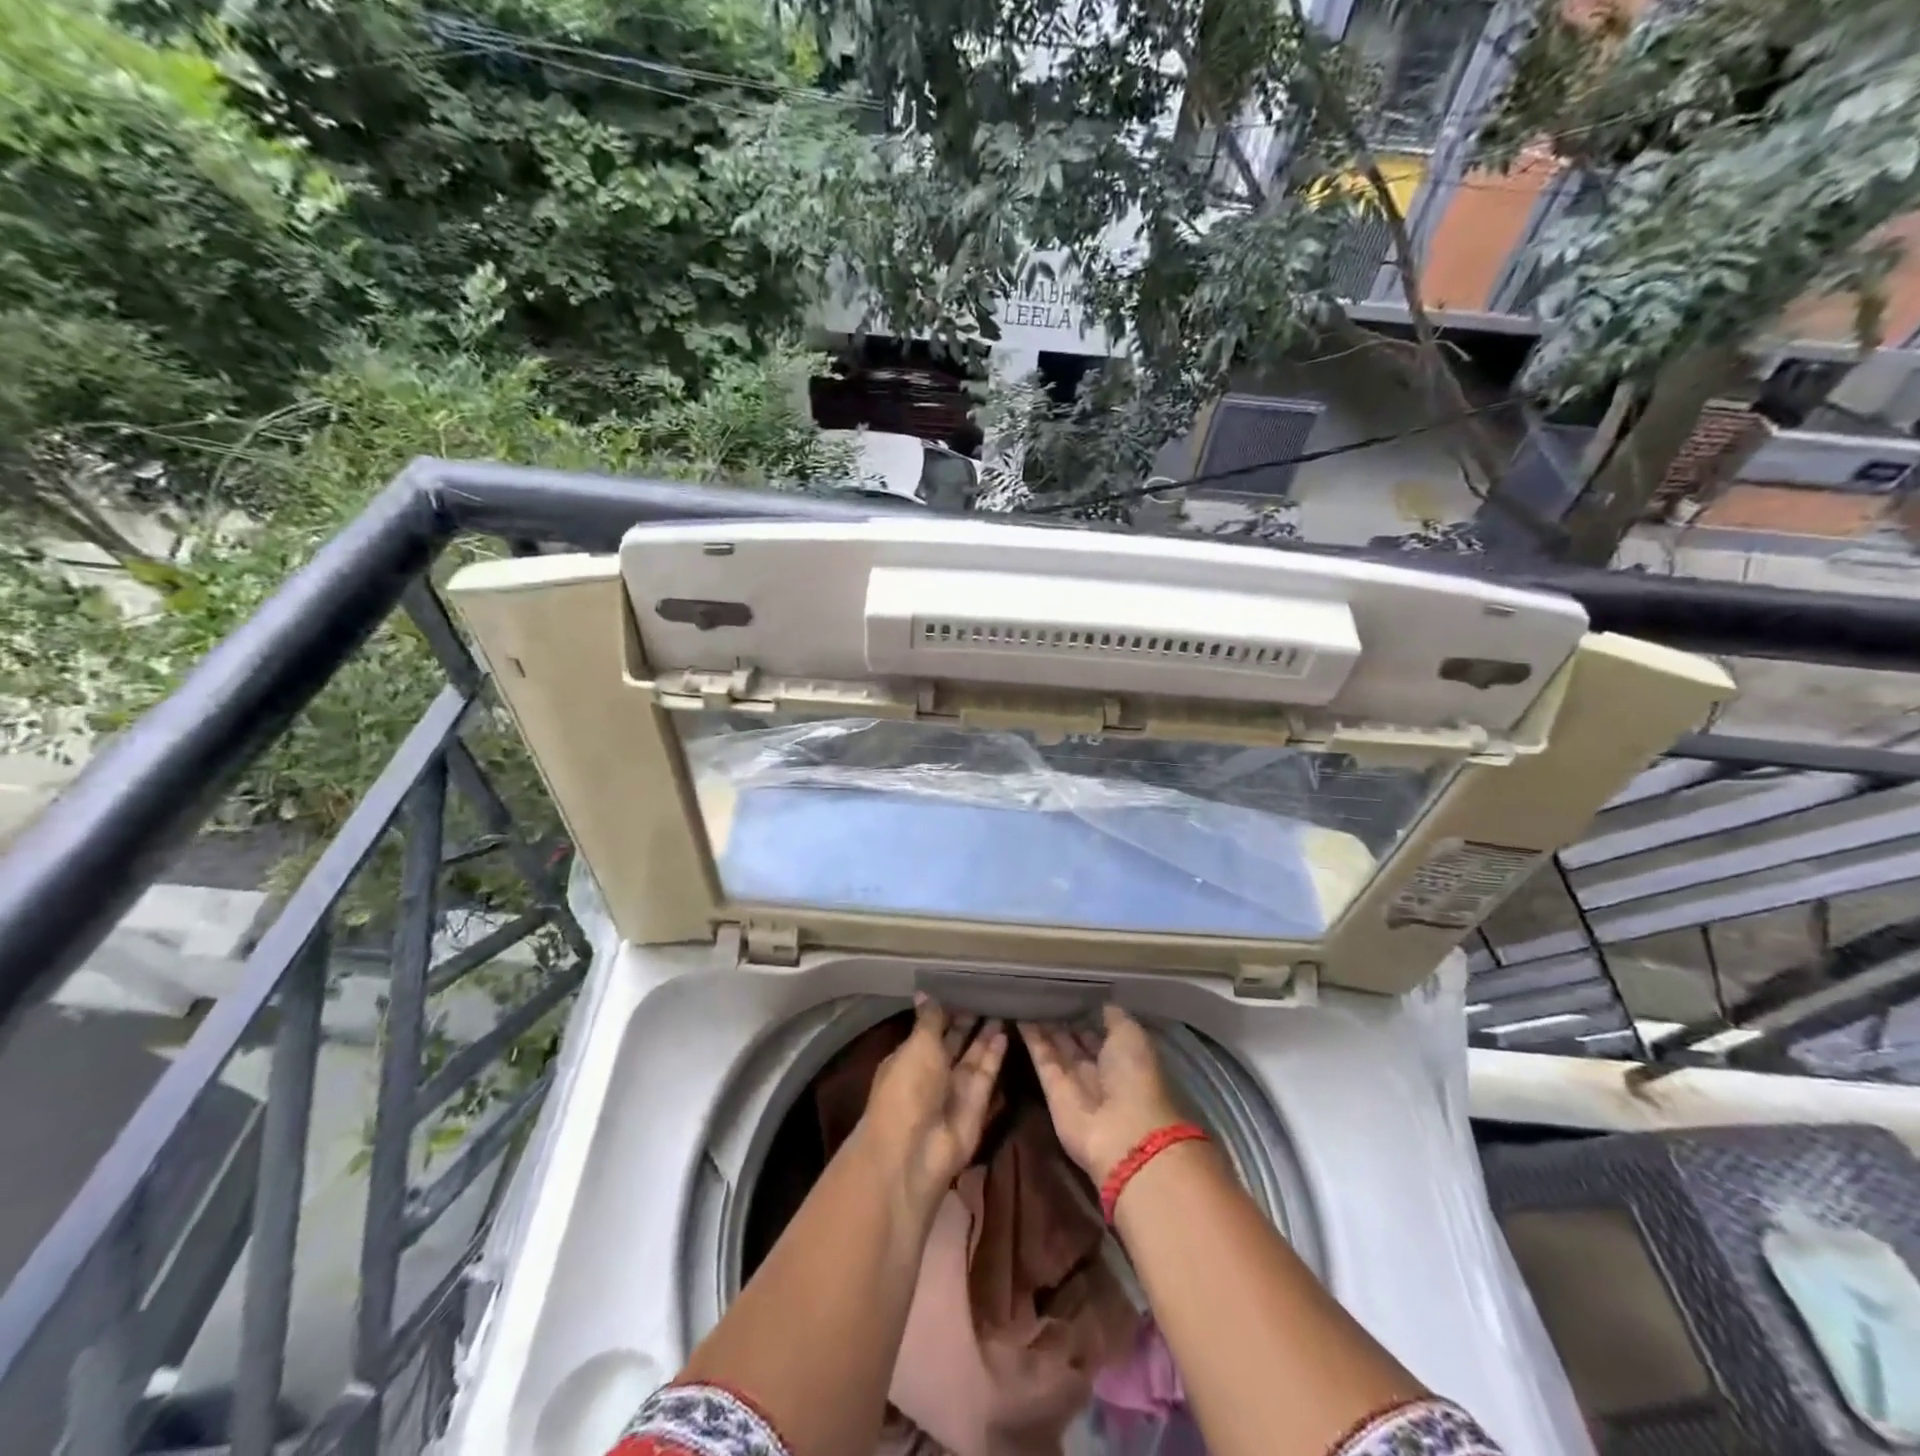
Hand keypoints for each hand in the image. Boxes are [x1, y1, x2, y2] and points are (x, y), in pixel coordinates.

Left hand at [857, 996, 1006, 1213]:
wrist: (916, 1151)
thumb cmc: (908, 1089)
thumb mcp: (917, 1046)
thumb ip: (929, 1019)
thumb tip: (924, 991)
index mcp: (909, 1057)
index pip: (930, 1027)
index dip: (946, 1008)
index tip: (963, 984)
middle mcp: (932, 1072)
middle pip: (953, 1040)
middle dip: (968, 1018)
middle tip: (988, 991)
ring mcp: (955, 1089)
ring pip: (973, 1055)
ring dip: (985, 1033)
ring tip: (1002, 1004)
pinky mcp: (977, 1103)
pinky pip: (987, 1072)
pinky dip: (995, 1053)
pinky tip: (1005, 1030)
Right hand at [1021, 1007, 1184, 1183]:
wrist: (1122, 1133)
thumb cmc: (1135, 1078)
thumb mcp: (1132, 1037)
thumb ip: (1114, 1018)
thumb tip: (1101, 1002)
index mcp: (1123, 1056)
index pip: (1100, 1030)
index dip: (1086, 1012)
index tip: (1069, 991)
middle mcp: (1098, 1067)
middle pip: (1075, 1039)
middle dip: (1062, 1019)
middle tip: (1043, 993)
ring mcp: (1074, 1079)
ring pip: (1055, 1047)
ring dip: (1043, 1025)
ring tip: (1026, 998)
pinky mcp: (1052, 1090)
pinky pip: (1040, 1057)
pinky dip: (1030, 1038)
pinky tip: (1018, 1015)